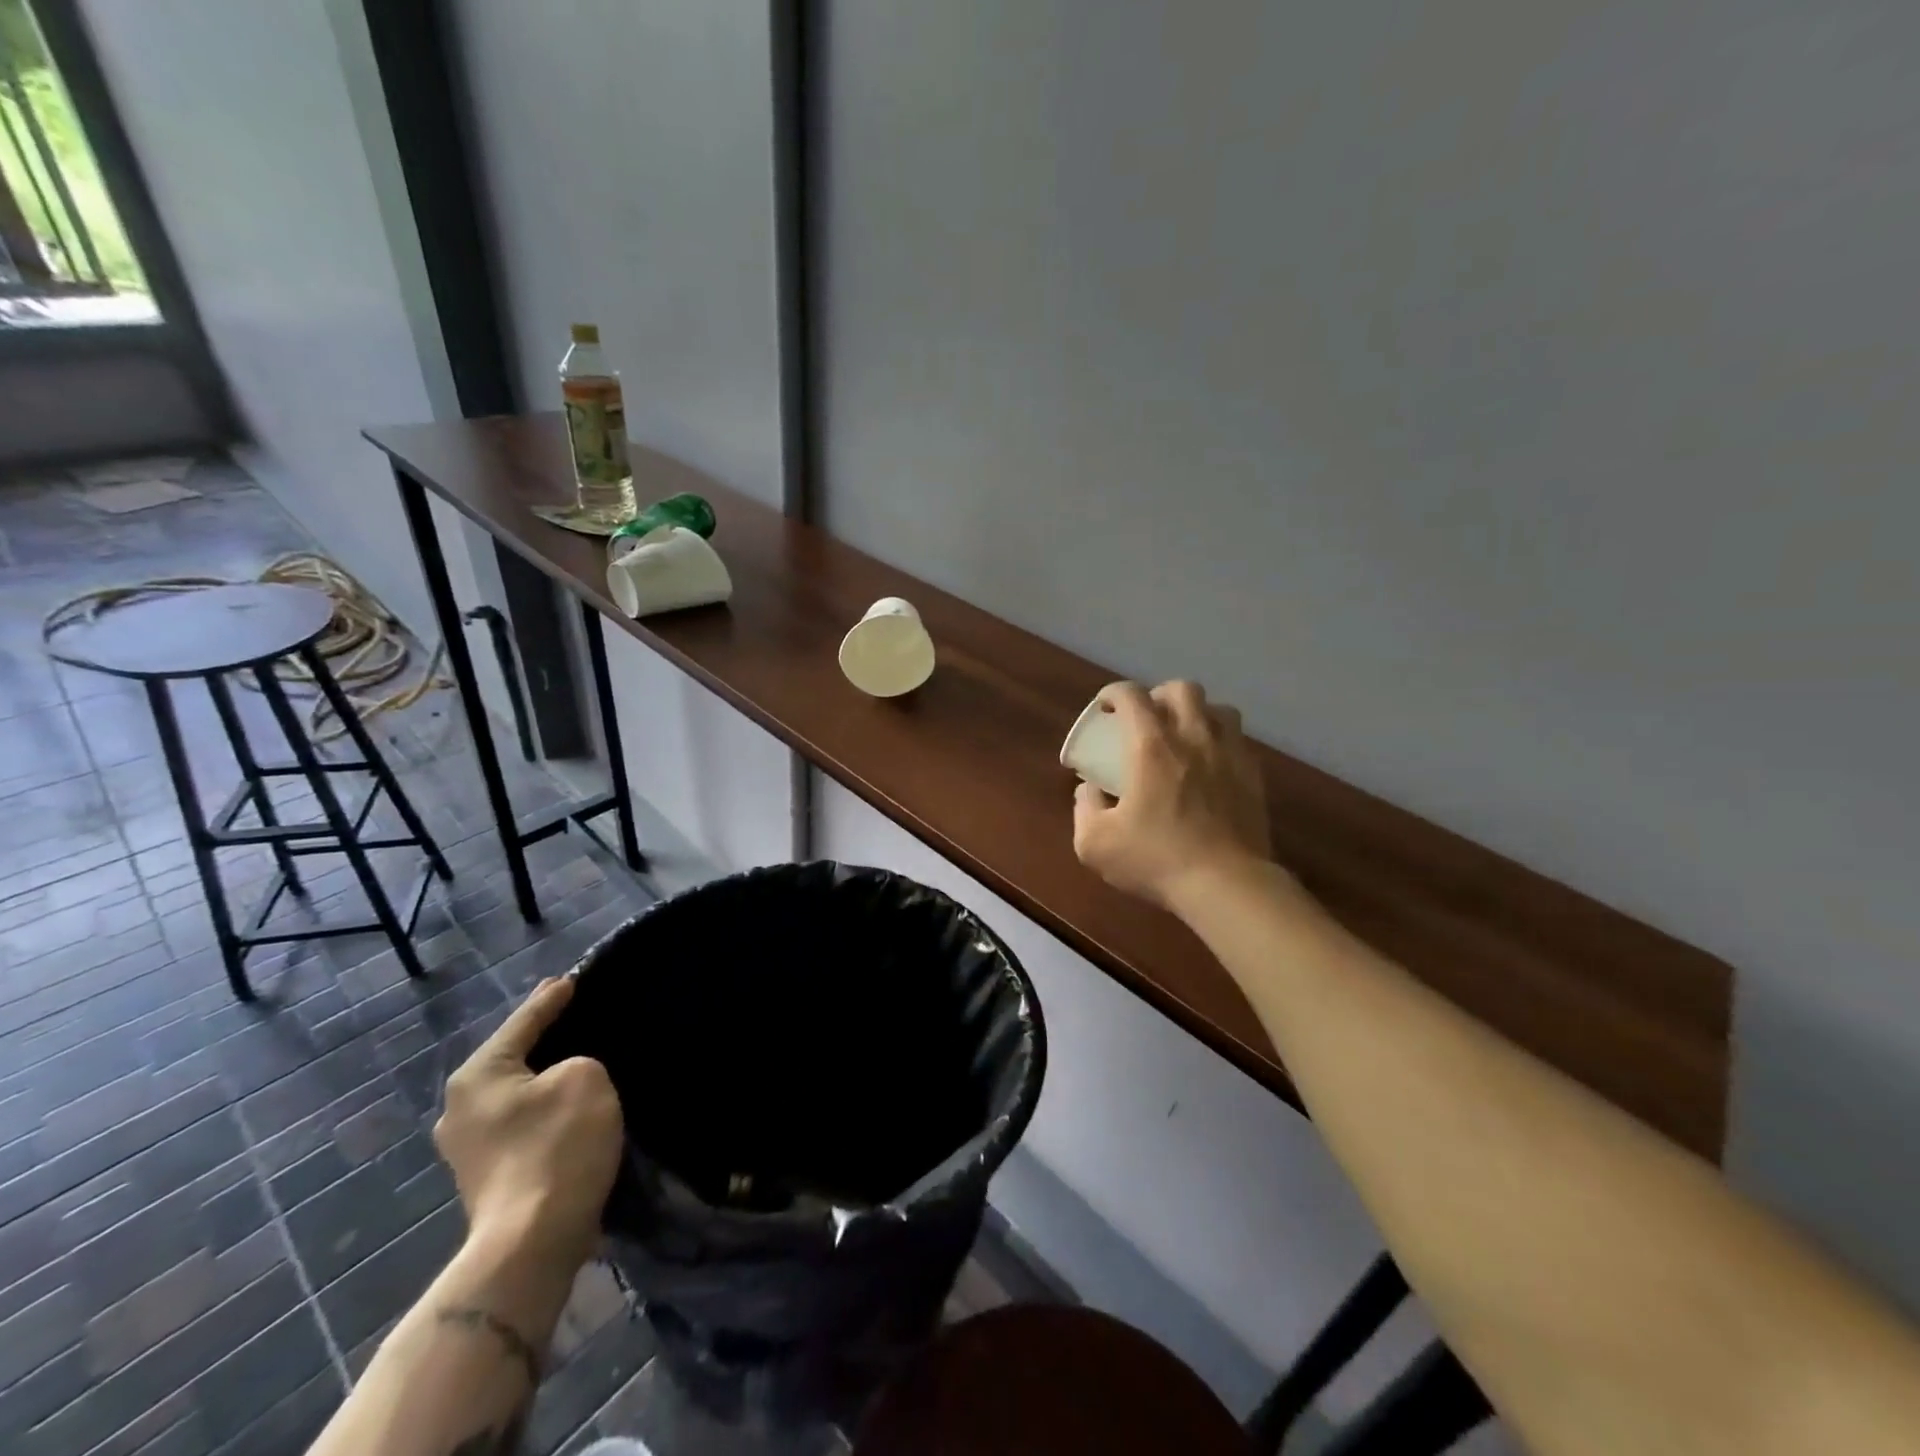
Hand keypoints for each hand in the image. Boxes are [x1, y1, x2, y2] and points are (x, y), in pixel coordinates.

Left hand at [435, 978, 622, 1272]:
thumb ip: (577, 1061)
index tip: (573, 978)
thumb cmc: (557, 1145)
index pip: (524, 1020)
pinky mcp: (487, 1176)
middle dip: (545, 1039)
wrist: (532, 1242)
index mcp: (478, 1075)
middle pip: (513, 1057)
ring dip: (545, 1079)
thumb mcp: (586, 1077)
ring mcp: (467, 1148)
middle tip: (579, 1018)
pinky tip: (570, 1107)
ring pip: (517, 1093)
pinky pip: (521, 1122)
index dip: (553, 997)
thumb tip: (564, 1078)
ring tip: (580, 1063)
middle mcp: (461, 1107)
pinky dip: (544, 1109)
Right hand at [1072, 680, 1273, 910]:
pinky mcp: (1254, 777)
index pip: (1132, 695)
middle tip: (1148, 718)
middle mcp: (1193, 738)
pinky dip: (1222, 744)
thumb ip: (1084, 808)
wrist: (1226, 885)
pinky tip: (1212, 767)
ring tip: (1186, 735)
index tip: (1105, 707)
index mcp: (1151, 746)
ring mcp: (1230, 755)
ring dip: (1199, 713)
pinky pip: (1239, 743)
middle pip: (1183, 689)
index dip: (1114, 693)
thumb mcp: (1095, 843)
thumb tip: (1090, 790)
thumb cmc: (1155, 859)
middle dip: (1160, 695)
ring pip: (1220, 710)